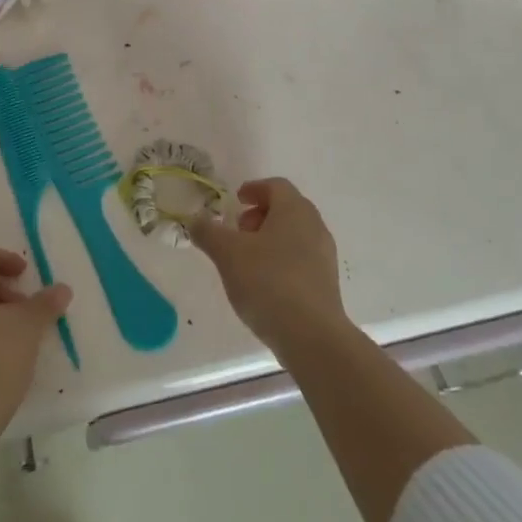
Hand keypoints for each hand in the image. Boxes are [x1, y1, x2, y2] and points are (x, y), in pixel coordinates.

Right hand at [190, 178, 348, 361]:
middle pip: (287, 208)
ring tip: (247, 260)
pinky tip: (265, 283)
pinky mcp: (327, 282)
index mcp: (294, 210)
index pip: (276, 186)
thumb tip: (194, 219)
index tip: (236, 202)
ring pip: (295, 234)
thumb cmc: (268, 282)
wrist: (311, 336)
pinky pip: (302, 258)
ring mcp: (325, 255)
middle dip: (260, 215)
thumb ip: (208, 232)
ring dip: (271, 238)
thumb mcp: (228, 254)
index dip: (253, 189)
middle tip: (238, 232)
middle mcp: (314, 226)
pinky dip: (282, 259)